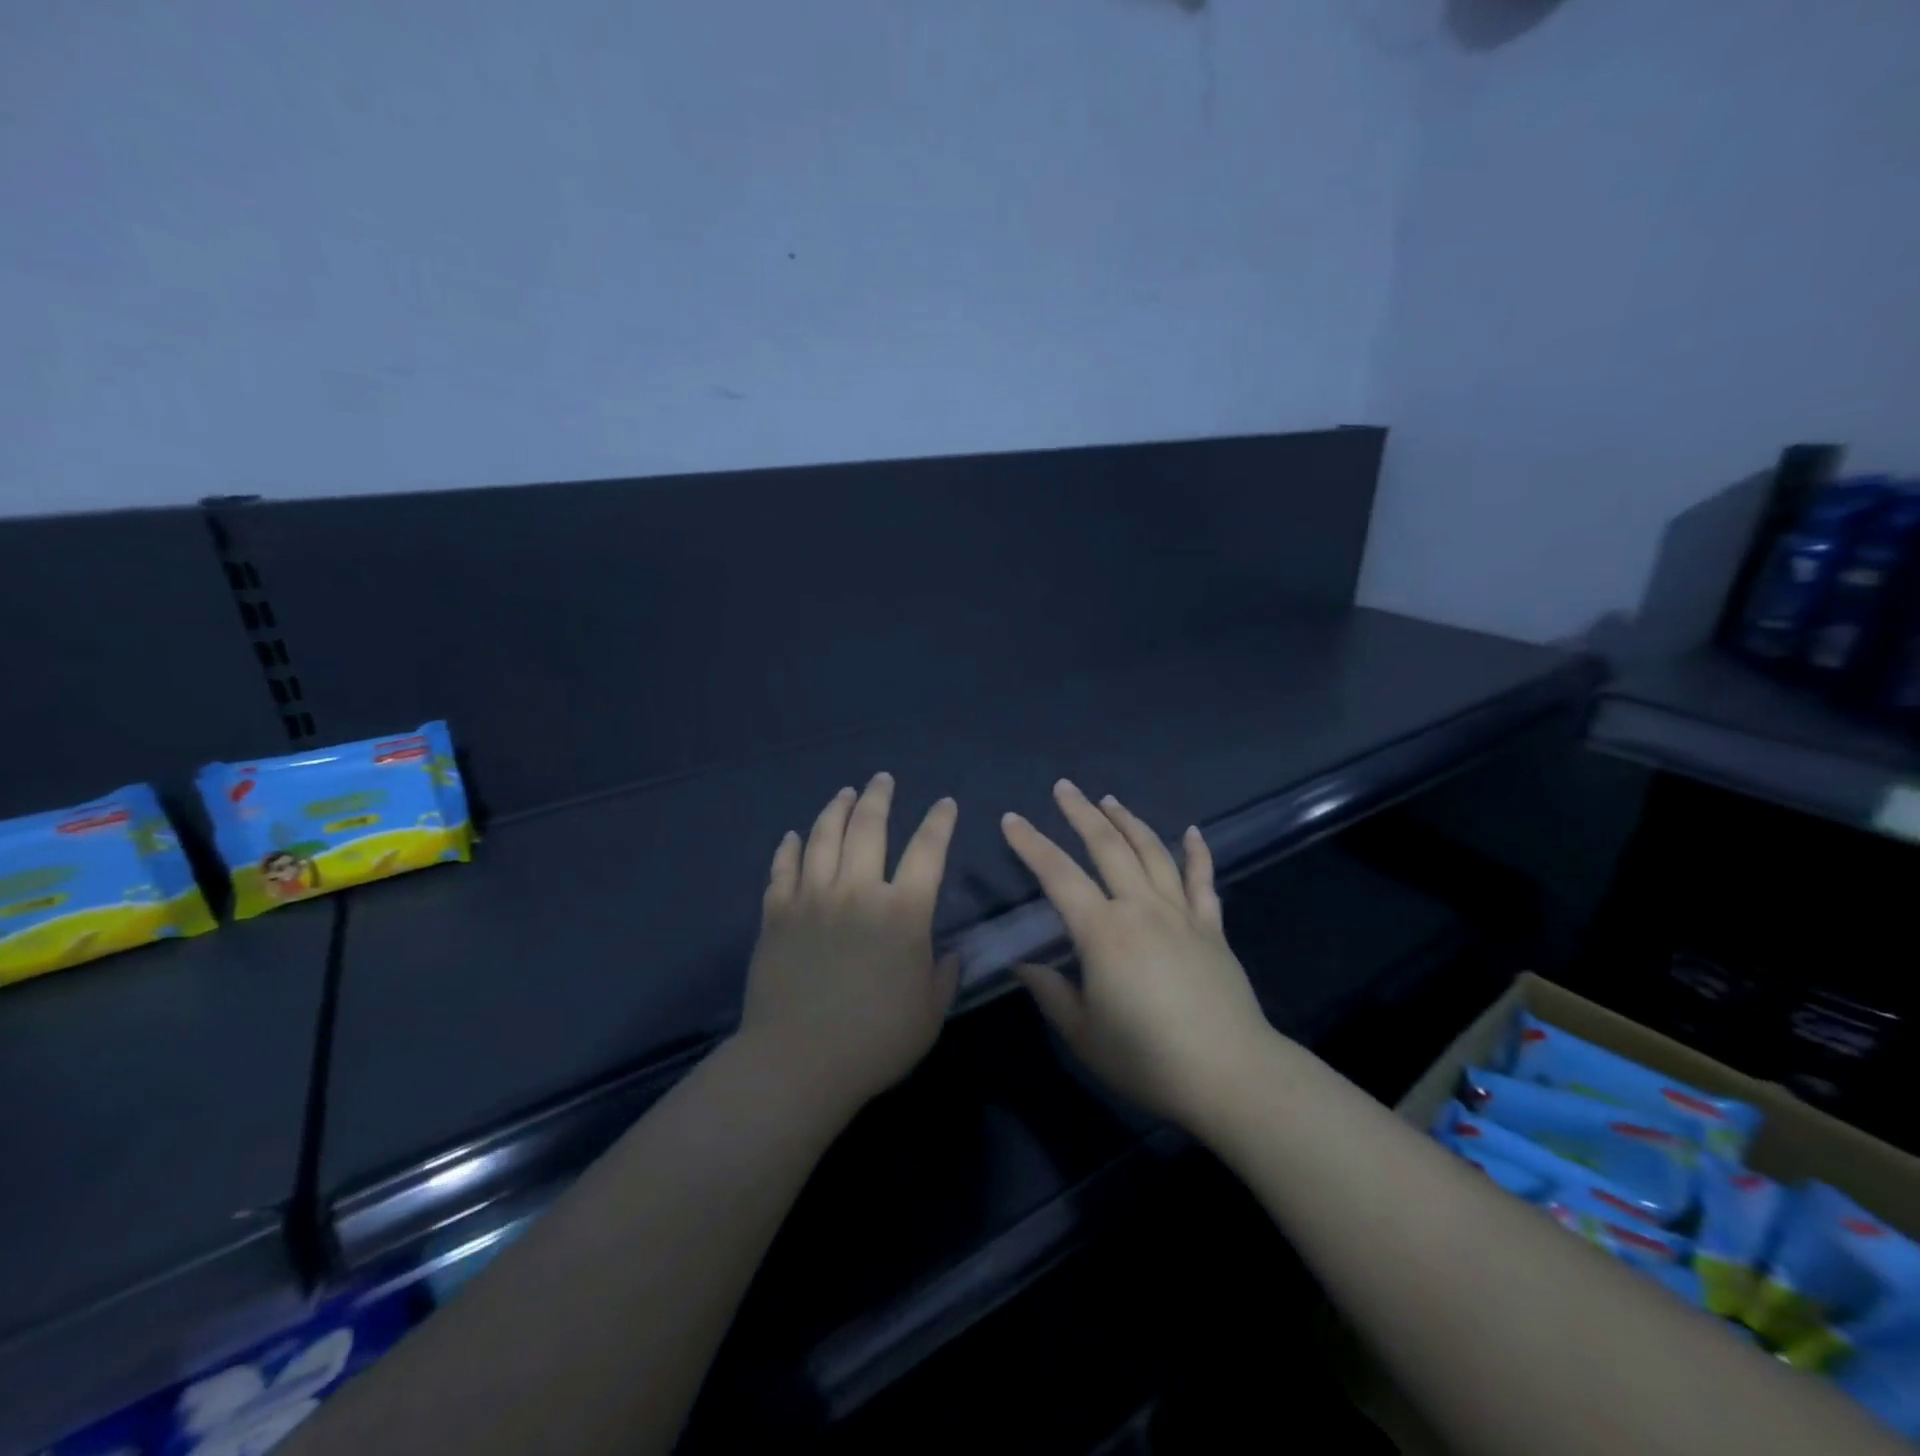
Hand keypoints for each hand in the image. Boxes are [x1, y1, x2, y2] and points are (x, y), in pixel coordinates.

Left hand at [740, 774, 959, 1119]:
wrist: (798, 1062)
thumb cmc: (875, 1042)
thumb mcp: (929, 1014)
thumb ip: (944, 977)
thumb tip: (949, 954)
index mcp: (903, 912)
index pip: (927, 851)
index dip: (939, 822)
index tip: (945, 804)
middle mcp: (857, 891)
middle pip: (868, 828)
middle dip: (879, 797)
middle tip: (883, 779)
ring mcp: (811, 898)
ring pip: (823, 837)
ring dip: (836, 809)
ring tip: (845, 793)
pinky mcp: (776, 914)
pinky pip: (782, 869)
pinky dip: (790, 848)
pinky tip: (794, 836)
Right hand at [1001, 781, 1272, 1128]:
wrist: (1230, 1075)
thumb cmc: (1147, 1058)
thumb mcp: (1083, 1034)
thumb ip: (1050, 993)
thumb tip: (1022, 965)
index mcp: (1103, 932)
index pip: (1058, 875)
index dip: (1032, 844)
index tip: (1011, 819)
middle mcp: (1141, 908)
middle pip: (1108, 847)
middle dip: (1082, 813)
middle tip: (1064, 787)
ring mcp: (1181, 914)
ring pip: (1152, 852)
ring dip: (1129, 821)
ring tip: (1109, 799)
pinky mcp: (1211, 928)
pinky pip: (1202, 880)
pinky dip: (1197, 852)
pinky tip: (1192, 831)